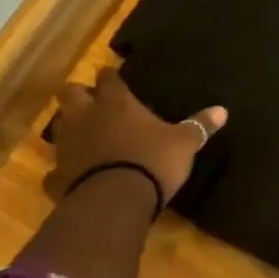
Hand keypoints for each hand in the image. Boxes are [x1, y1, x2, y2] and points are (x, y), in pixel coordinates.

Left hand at [46, 68, 226, 206]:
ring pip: (58, 128)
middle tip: (91, 101)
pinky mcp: (57, 177)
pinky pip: (55, 170)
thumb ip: (199, 126)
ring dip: (69, 129)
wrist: (114, 201)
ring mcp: (68, 147)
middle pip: (70, 94)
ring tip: (84, 136)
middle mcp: (87, 118)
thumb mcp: (184, 143)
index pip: (108, 79)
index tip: (113, 76)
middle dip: (78, 94)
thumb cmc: (152, 161)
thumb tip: (223, 110)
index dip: (110, 76)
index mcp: (117, 104)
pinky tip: (72, 176)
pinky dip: (62, 171)